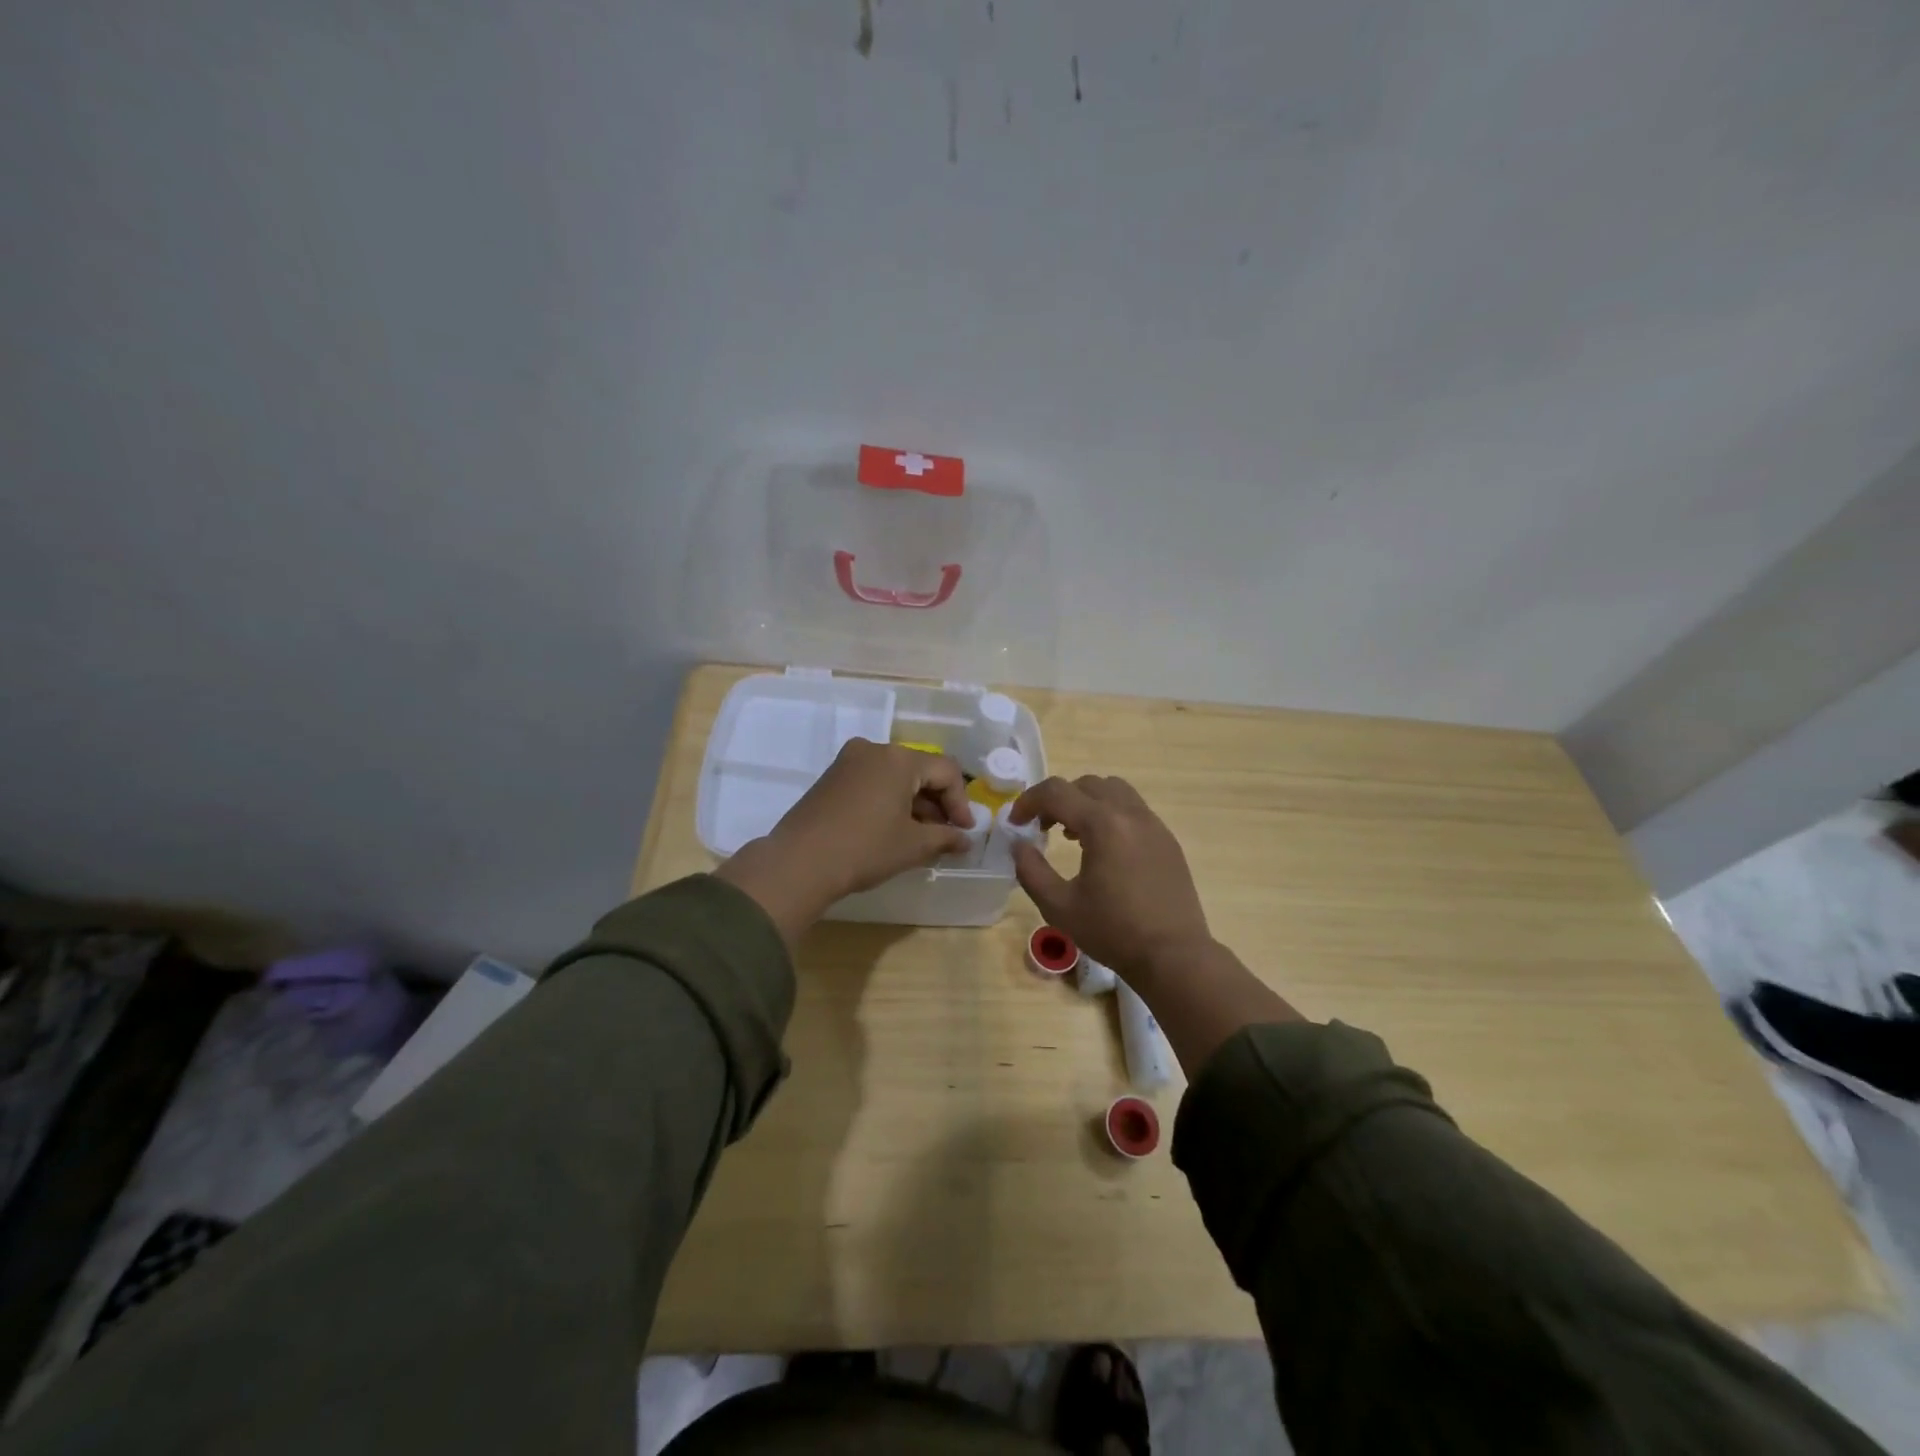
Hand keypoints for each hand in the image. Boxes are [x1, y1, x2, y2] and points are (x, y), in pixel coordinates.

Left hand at [716, 739, 974, 944]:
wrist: (800, 862)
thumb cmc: (866, 848)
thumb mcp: (913, 845)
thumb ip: (945, 837)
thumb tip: (965, 840)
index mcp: (899, 758)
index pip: (946, 771)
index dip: (960, 802)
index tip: (964, 831)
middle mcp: (874, 749)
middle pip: (920, 770)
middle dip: (937, 802)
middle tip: (946, 834)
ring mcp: (848, 761)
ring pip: (895, 776)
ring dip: (914, 803)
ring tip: (922, 836)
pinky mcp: (831, 777)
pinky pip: (873, 781)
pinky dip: (889, 800)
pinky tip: (893, 829)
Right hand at [1008, 775, 1212, 980]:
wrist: (1174, 956)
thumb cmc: (1113, 932)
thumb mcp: (1059, 906)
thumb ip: (1031, 870)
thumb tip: (1019, 844)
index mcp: (1103, 824)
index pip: (1057, 792)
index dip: (1029, 801)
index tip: (1016, 823)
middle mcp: (1131, 814)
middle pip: (1086, 784)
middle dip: (1058, 799)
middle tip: (1042, 827)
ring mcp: (1154, 825)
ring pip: (1114, 791)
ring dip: (1086, 802)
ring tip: (1073, 834)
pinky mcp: (1167, 840)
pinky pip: (1133, 810)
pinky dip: (1110, 815)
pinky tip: (1103, 849)